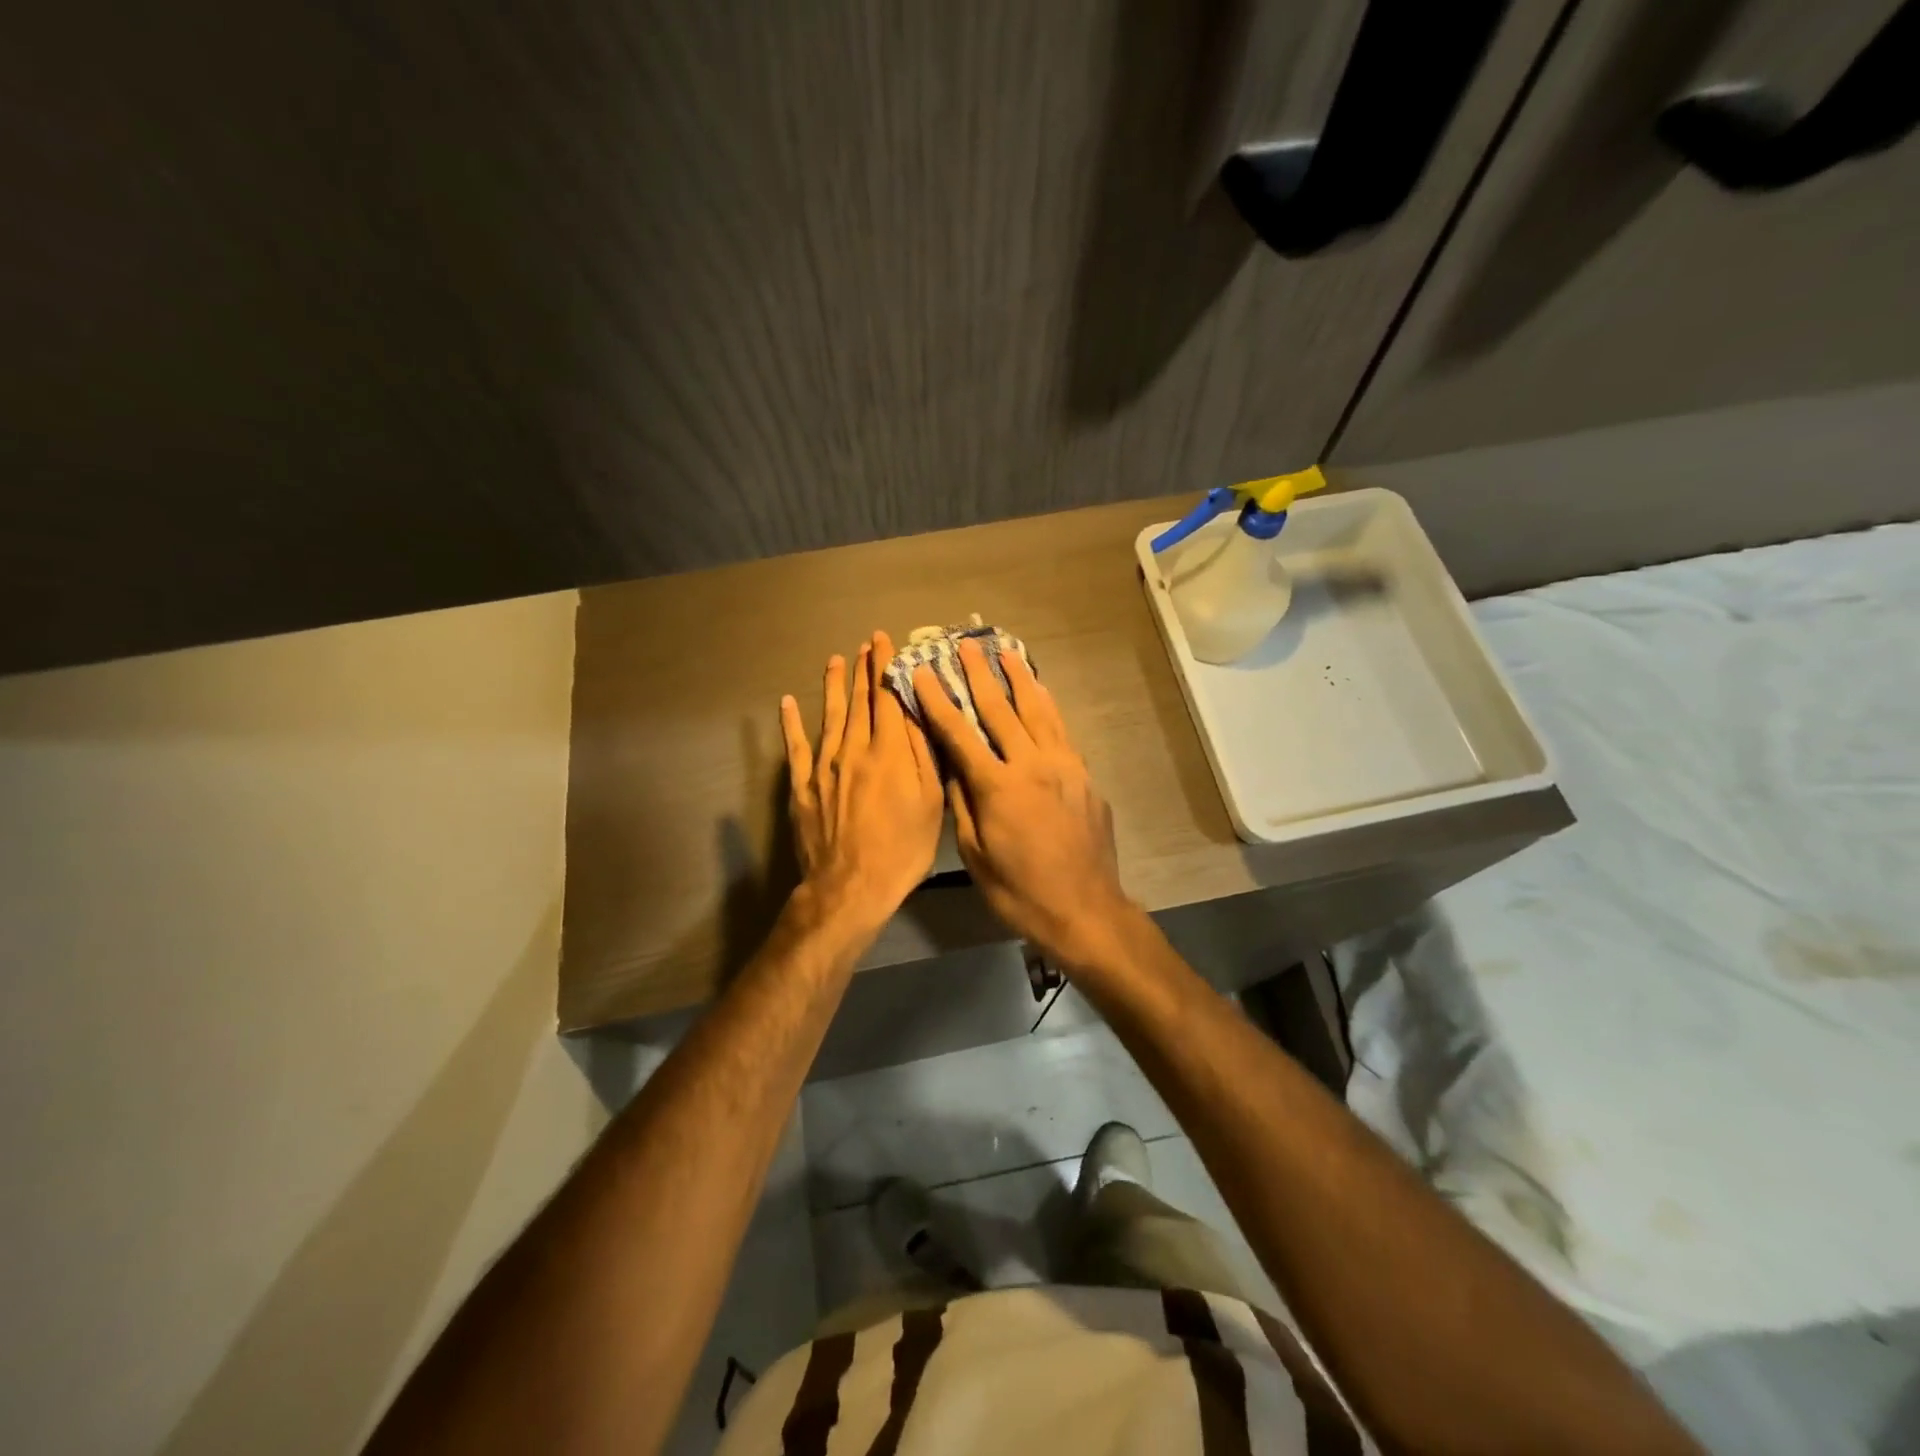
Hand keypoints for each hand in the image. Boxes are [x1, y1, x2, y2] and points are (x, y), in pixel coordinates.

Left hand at [781, 631, 944, 924]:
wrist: (851, 886)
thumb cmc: (902, 849)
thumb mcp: (931, 802)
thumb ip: (924, 754)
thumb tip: (918, 711)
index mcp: (889, 752)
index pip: (888, 698)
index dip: (887, 667)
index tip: (885, 641)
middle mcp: (854, 750)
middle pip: (859, 702)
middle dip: (863, 670)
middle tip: (865, 643)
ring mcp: (824, 767)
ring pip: (830, 717)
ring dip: (833, 687)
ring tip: (835, 660)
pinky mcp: (803, 787)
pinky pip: (796, 748)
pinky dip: (792, 724)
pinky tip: (788, 703)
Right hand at [912, 640, 1136, 968]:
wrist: (1086, 909)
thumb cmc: (1020, 891)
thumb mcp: (975, 855)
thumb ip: (962, 805)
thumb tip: (951, 767)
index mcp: (998, 787)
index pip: (959, 734)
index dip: (937, 701)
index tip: (920, 672)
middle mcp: (1032, 765)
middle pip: (1001, 710)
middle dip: (979, 675)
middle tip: (965, 645)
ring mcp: (1063, 767)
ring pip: (1038, 711)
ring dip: (1019, 679)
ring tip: (1006, 652)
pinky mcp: (1084, 776)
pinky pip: (1061, 730)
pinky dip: (1048, 706)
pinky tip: (1041, 693)